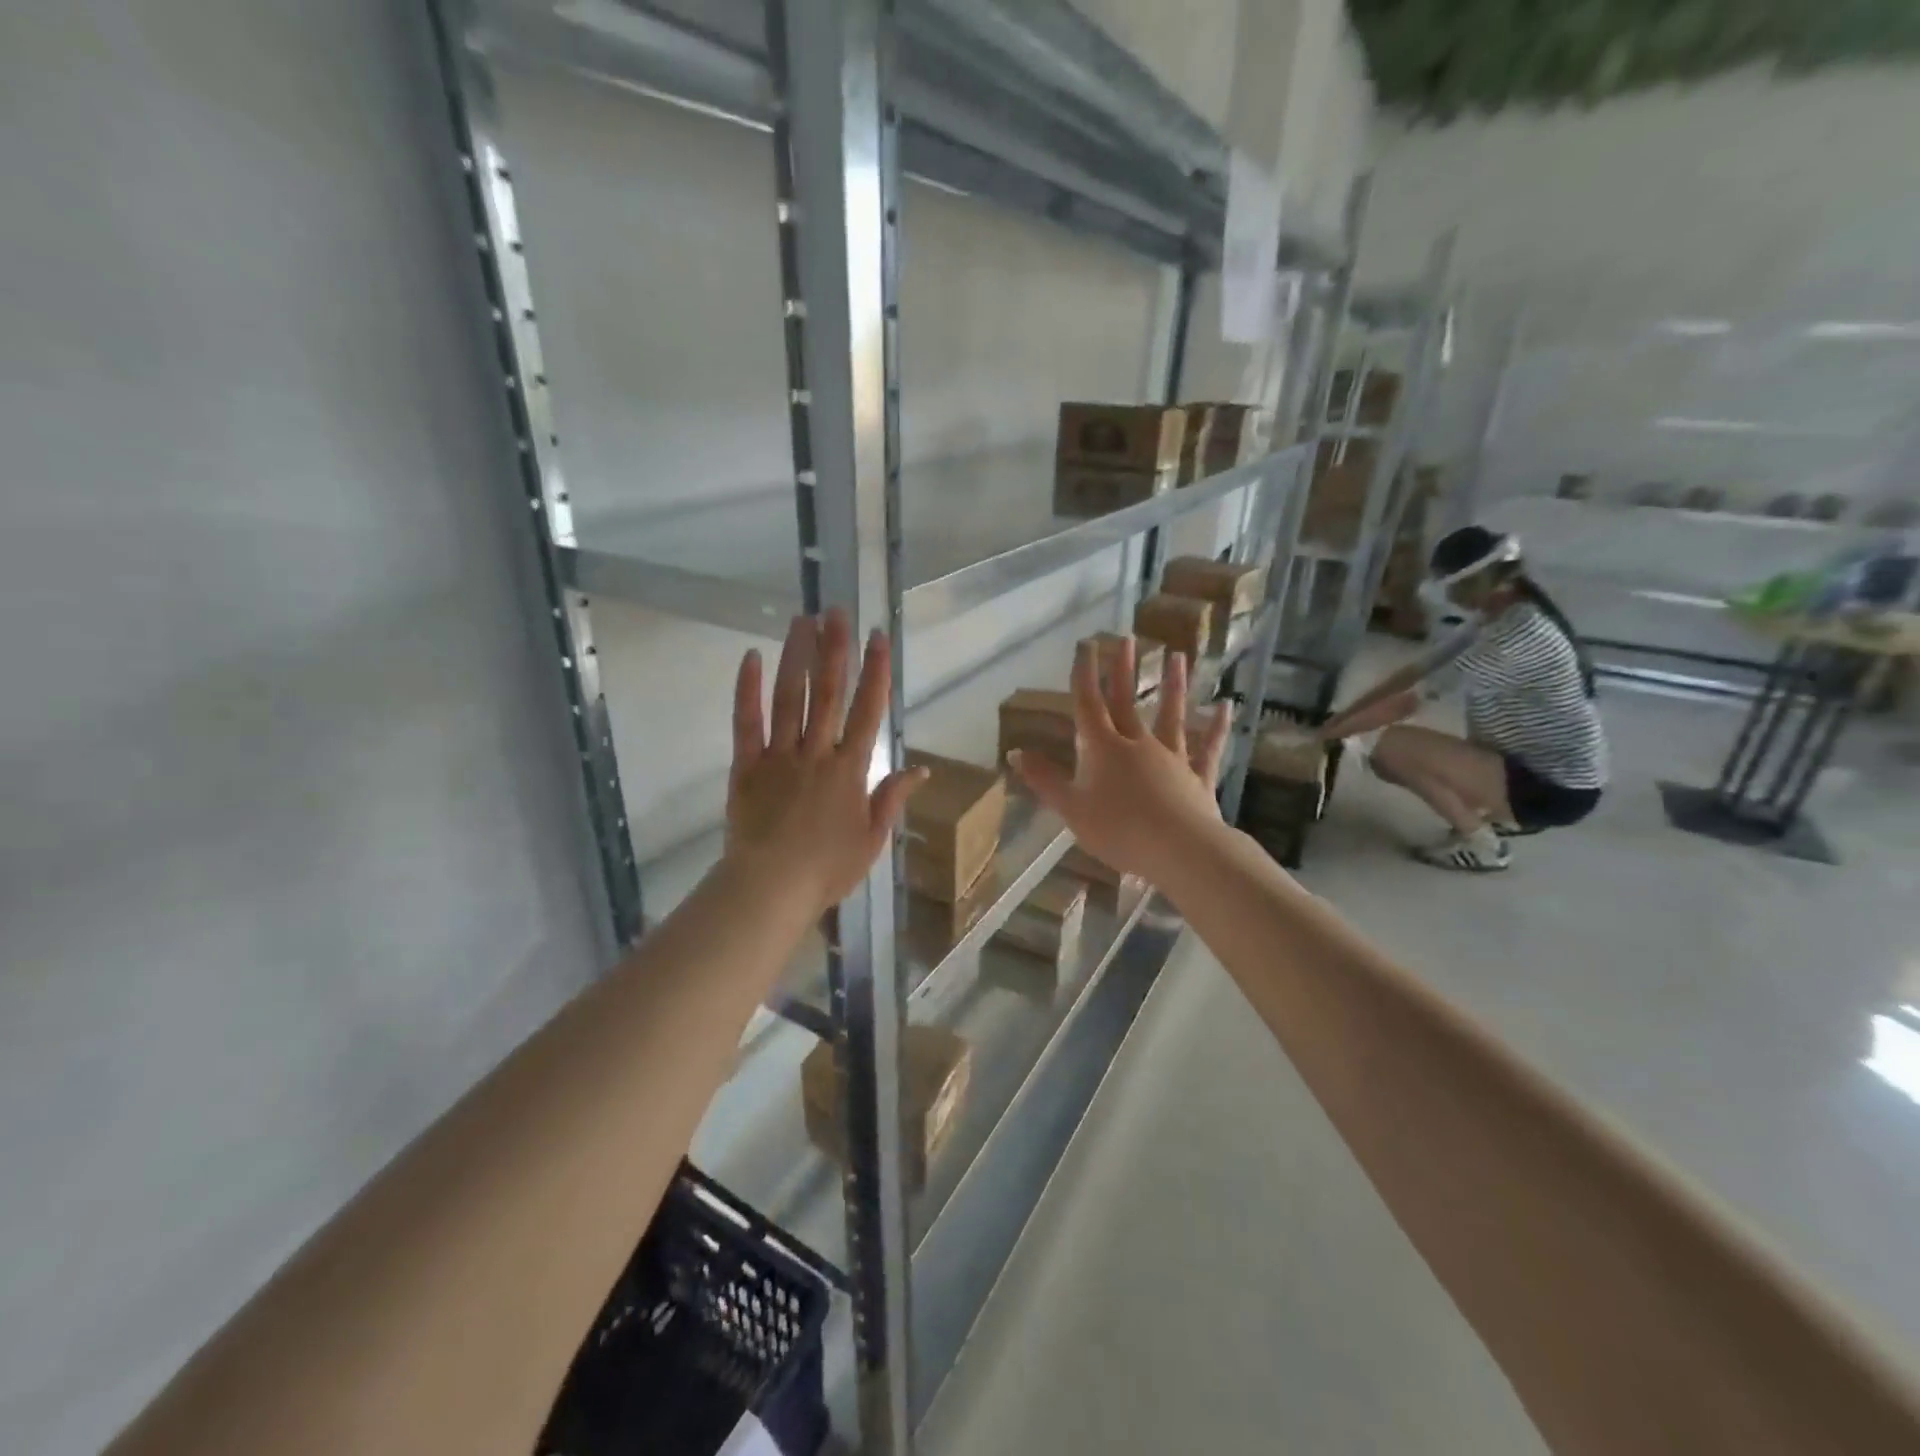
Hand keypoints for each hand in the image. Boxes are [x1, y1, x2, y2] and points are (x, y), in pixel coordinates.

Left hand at [725, 611, 927, 916]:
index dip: (875, 671)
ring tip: (802, 621)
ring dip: (797, 657)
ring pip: (789, 698)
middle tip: (836, 611)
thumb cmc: (827, 869)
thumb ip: (892, 799)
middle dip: (834, 649)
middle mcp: (817, 753)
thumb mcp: (873, 839)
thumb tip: (921, 769)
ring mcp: (779, 756)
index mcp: (850, 770)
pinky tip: (751, 658)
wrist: (771, 888)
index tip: (877, 637)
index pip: (868, 711)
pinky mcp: (746, 766)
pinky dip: (747, 690)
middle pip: (828, 693)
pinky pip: (746, 723)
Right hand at [1010, 638, 1231, 884]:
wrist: (1178, 849)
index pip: (1089, 705)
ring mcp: (1172, 758)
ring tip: (1178, 657)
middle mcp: (1137, 744)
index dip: (1085, 674)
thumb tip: (1014, 752)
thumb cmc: (1118, 829)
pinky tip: (1225, 707)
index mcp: (1103, 749)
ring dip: (1173, 686)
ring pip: (1171, 715)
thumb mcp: (1071, 808)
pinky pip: (1208, 748)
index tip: (1086, 645)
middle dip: (1124, 670)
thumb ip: (1044, 779)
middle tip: (1126, 638)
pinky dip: (1216, 727)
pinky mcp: (1198, 777)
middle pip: (1127, 702)